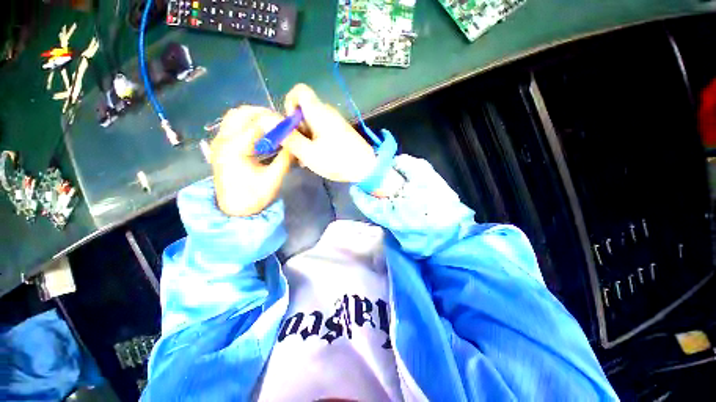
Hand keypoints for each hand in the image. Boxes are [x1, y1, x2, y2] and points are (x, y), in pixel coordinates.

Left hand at [210, 106, 292, 216]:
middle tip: (282, 124)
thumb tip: (295, 142)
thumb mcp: (274, 178)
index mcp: (235, 148)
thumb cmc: (254, 197)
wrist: (233, 210)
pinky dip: (247, 123)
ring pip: (235, 116)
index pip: (258, 123)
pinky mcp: (220, 146)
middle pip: (242, 113)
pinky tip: (261, 133)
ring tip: (272, 126)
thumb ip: (285, 158)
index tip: (291, 126)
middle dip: (265, 114)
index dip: (277, 122)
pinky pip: (232, 124)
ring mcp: (219, 141)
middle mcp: (223, 140)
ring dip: (254, 116)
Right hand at [281, 84, 376, 182]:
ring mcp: (335, 122)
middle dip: (296, 126)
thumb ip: (288, 137)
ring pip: (312, 121)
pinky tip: (317, 155)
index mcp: (319, 112)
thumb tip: (266, 119)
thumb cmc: (338, 161)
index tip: (290, 124)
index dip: (289, 103)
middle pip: (304, 109)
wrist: (367, 168)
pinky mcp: (340, 130)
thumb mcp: (309, 154)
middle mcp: (327, 112)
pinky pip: (321, 129)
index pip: (300, 90)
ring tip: (307, 156)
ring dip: (305, 136)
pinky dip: (315, 139)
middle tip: (299, 147)